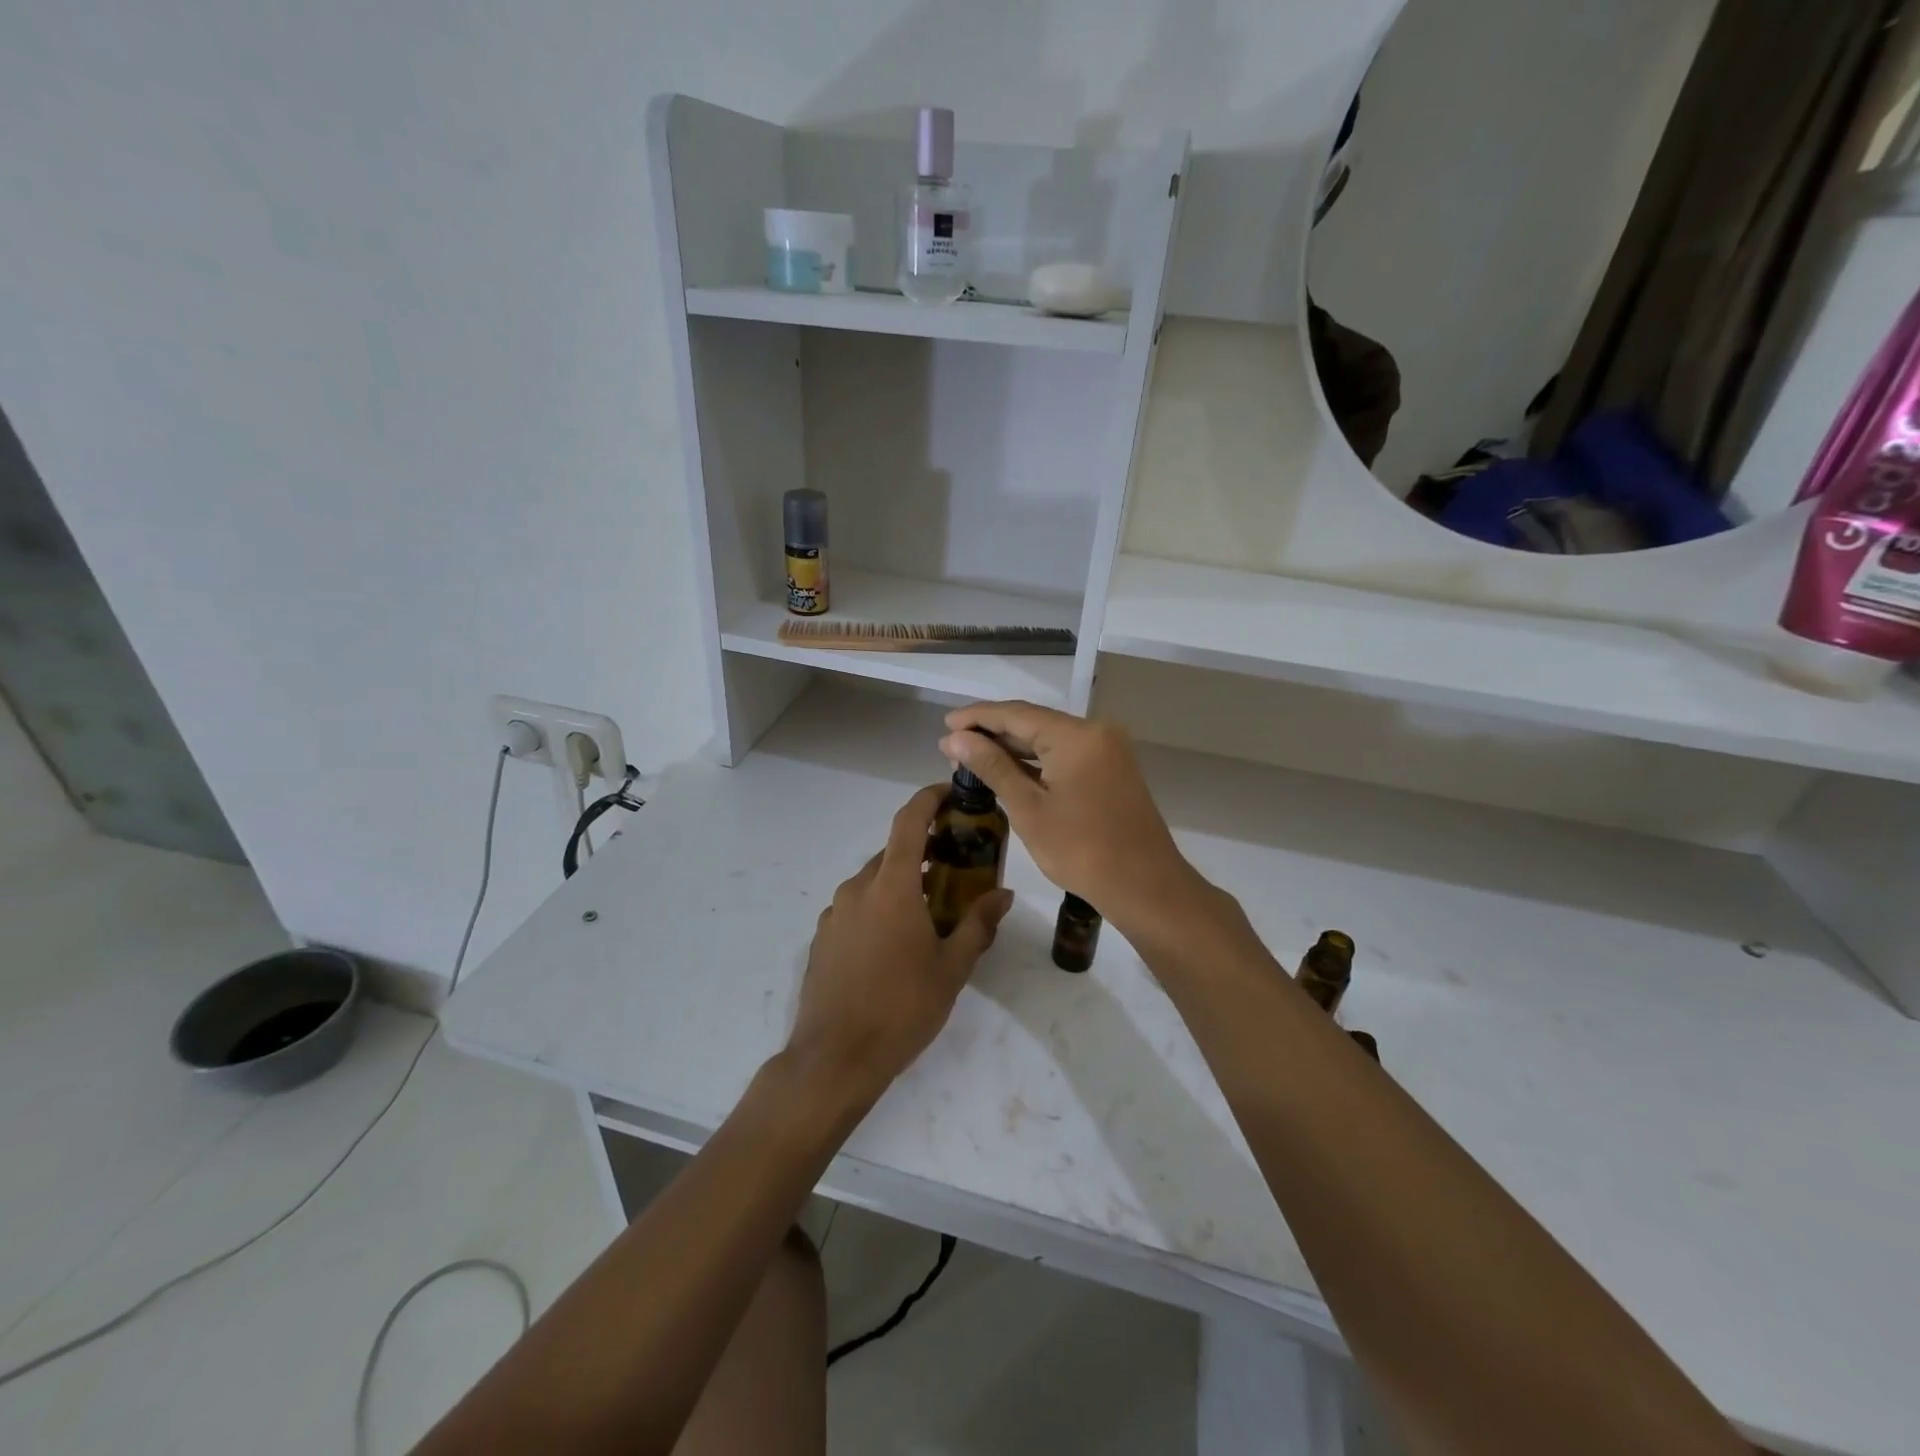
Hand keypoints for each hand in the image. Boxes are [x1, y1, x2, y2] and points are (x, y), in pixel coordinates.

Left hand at [786, 784, 1012, 1105]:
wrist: (834, 1058)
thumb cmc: (901, 1008)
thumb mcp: (951, 969)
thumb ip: (978, 925)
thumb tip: (1003, 895)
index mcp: (891, 887)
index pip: (908, 822)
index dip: (928, 799)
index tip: (950, 792)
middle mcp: (858, 888)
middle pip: (893, 853)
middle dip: (924, 851)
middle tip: (956, 867)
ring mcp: (835, 913)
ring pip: (874, 882)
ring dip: (902, 883)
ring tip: (930, 912)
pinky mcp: (823, 937)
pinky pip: (857, 907)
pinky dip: (880, 907)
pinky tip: (896, 944)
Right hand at [940, 701, 1202, 934]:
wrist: (1145, 886)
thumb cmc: (1082, 850)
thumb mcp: (1029, 809)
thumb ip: (992, 767)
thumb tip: (955, 739)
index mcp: (1077, 735)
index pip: (1016, 714)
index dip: (977, 717)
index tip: (944, 723)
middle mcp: (1095, 731)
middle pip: (1034, 722)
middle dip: (992, 732)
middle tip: (951, 745)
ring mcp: (1107, 749)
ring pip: (1049, 738)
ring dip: (1012, 747)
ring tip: (971, 756)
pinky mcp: (1111, 768)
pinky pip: (1065, 753)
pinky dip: (1036, 760)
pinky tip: (1008, 769)